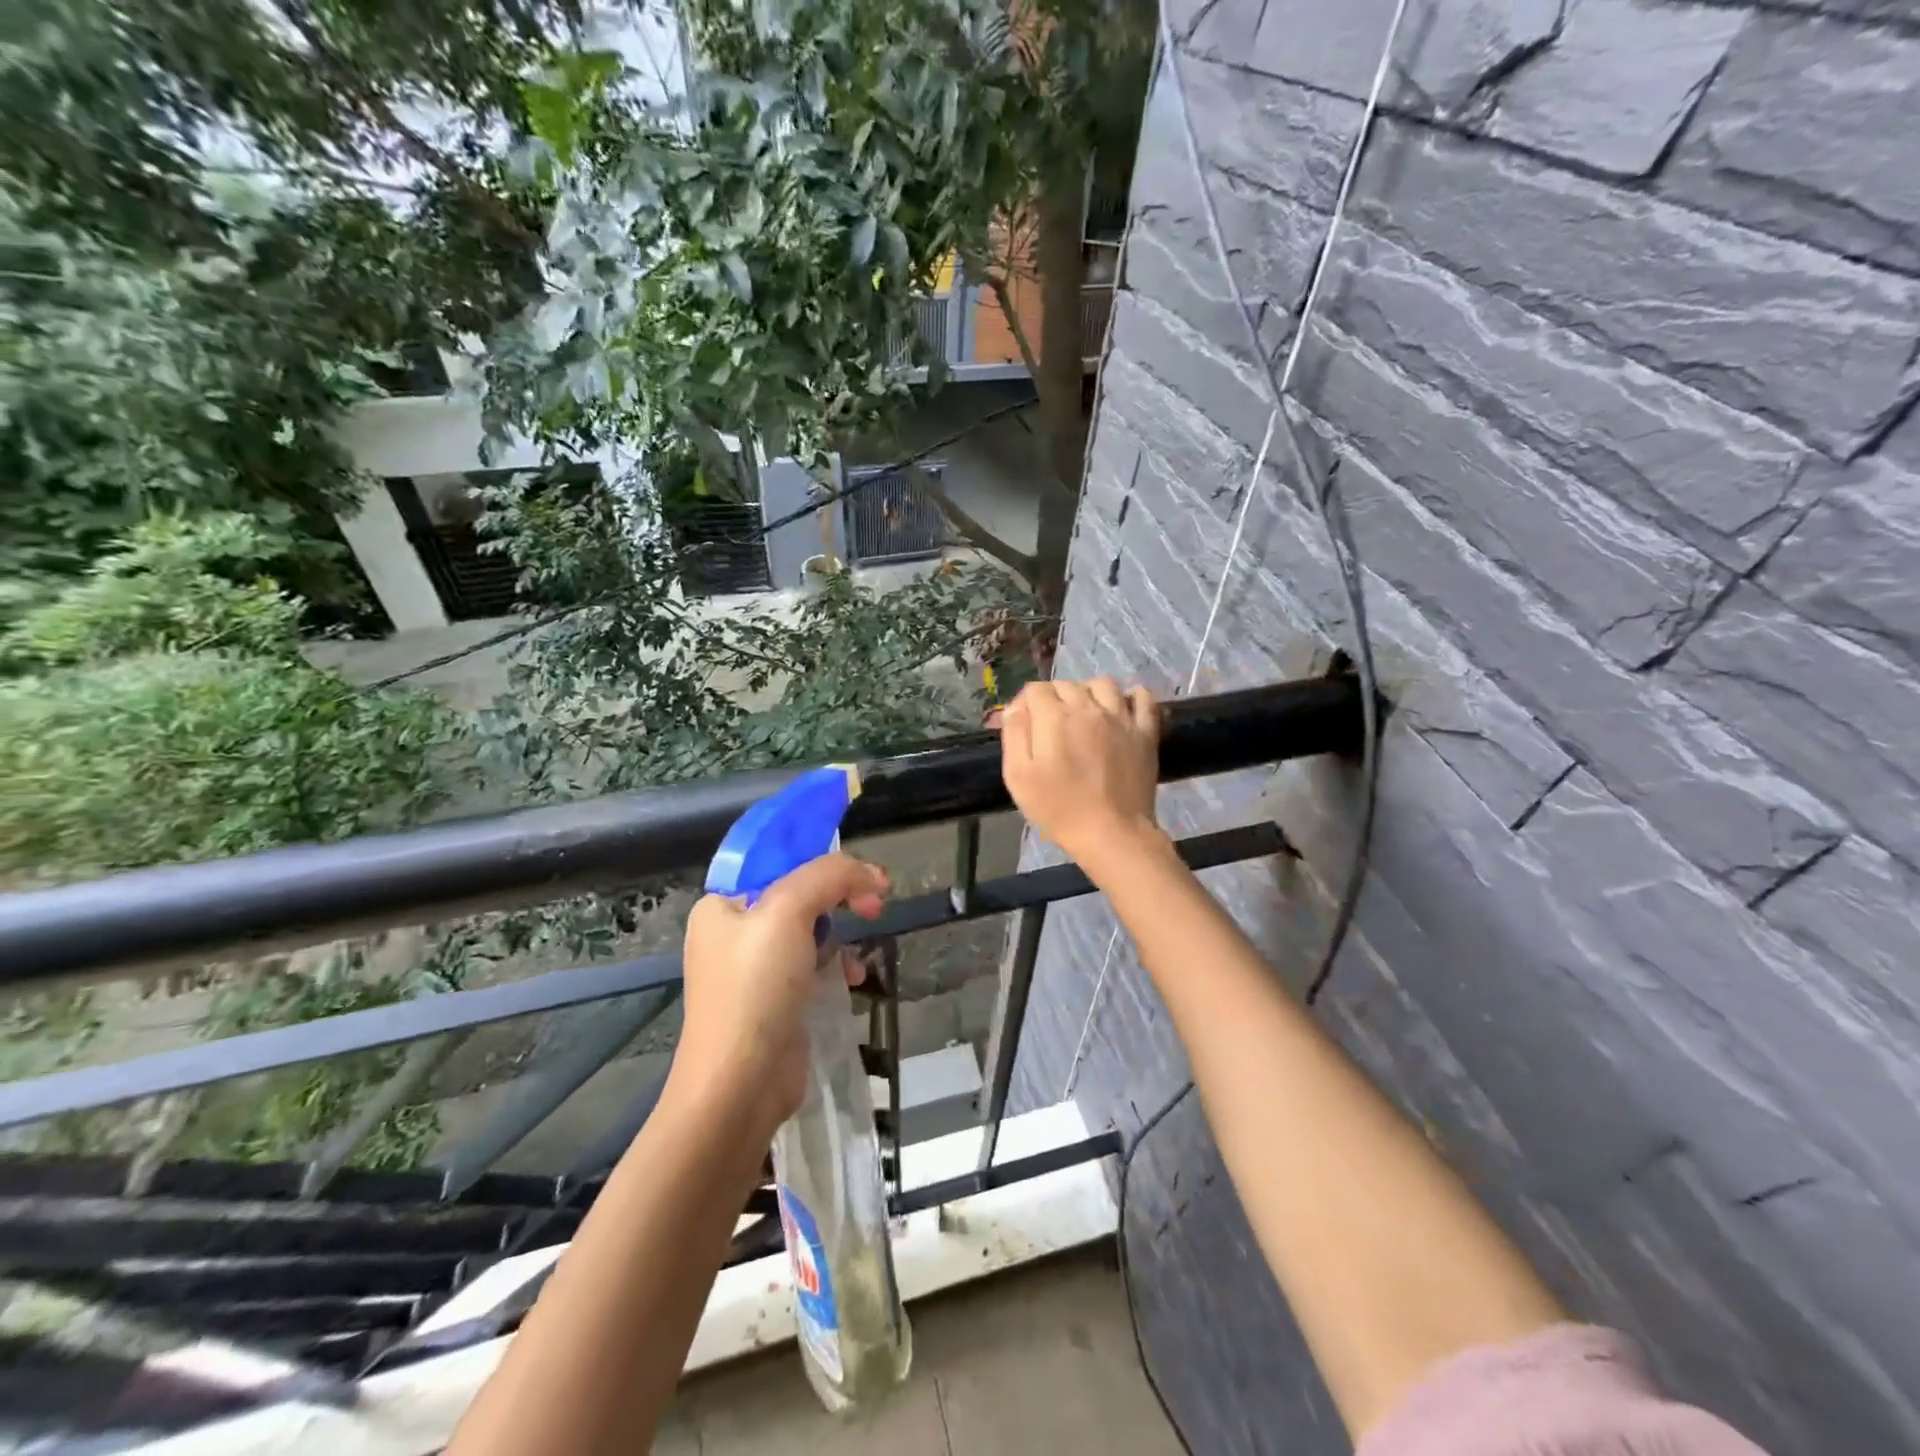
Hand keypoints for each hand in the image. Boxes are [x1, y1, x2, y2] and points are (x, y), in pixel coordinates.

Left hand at [676, 854, 888, 1138]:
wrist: (740, 1086)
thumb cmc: (756, 989)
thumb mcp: (787, 912)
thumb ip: (828, 876)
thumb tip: (870, 876)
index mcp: (721, 905)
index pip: (777, 861)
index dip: (822, 859)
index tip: (862, 870)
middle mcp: (734, 933)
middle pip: (799, 894)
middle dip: (841, 893)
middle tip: (876, 900)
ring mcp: (754, 971)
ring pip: (811, 930)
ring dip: (843, 932)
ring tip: (867, 939)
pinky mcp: (776, 1002)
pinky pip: (814, 966)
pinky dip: (838, 966)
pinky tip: (853, 978)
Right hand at [998, 678, 1162, 869]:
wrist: (1111, 832)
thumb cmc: (1058, 808)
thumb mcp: (1018, 776)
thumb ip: (1014, 734)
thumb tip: (1016, 707)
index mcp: (1054, 717)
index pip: (1035, 690)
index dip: (1025, 704)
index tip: (1024, 724)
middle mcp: (1088, 707)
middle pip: (1067, 684)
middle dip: (1054, 698)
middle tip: (1050, 727)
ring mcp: (1121, 717)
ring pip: (1102, 684)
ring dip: (1088, 692)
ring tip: (1084, 714)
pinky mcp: (1145, 732)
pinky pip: (1142, 698)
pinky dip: (1131, 697)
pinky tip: (1122, 709)